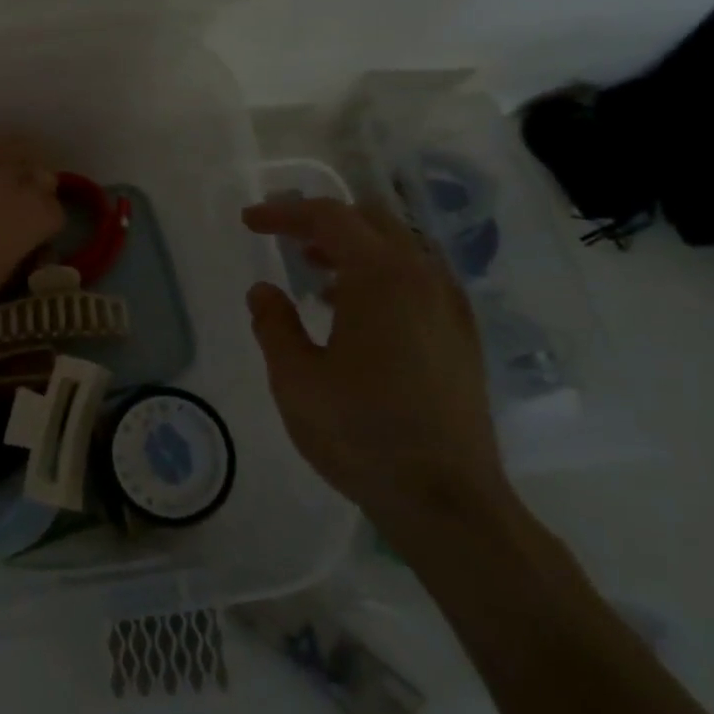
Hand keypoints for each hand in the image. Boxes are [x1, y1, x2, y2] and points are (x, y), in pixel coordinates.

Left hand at [0, 134, 63, 301]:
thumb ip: (13, 251)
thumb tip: (11, 244)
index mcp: (38, 217)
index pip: (55, 212)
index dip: (43, 221)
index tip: (32, 229)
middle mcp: (23, 182)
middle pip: (42, 174)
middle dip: (34, 185)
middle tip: (18, 199)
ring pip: (15, 148)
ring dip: (13, 160)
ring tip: (0, 172)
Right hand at [242, 197, 510, 534]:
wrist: (448, 500)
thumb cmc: (361, 433)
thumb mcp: (296, 380)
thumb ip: (274, 325)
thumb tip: (263, 291)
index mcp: (381, 277)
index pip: (329, 218)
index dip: (284, 213)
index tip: (250, 222)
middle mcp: (424, 278)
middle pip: (371, 221)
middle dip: (323, 222)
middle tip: (284, 237)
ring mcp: (450, 307)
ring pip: (400, 249)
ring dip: (354, 248)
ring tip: (315, 275)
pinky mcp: (462, 336)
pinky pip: (419, 280)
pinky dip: (381, 275)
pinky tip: (357, 313)